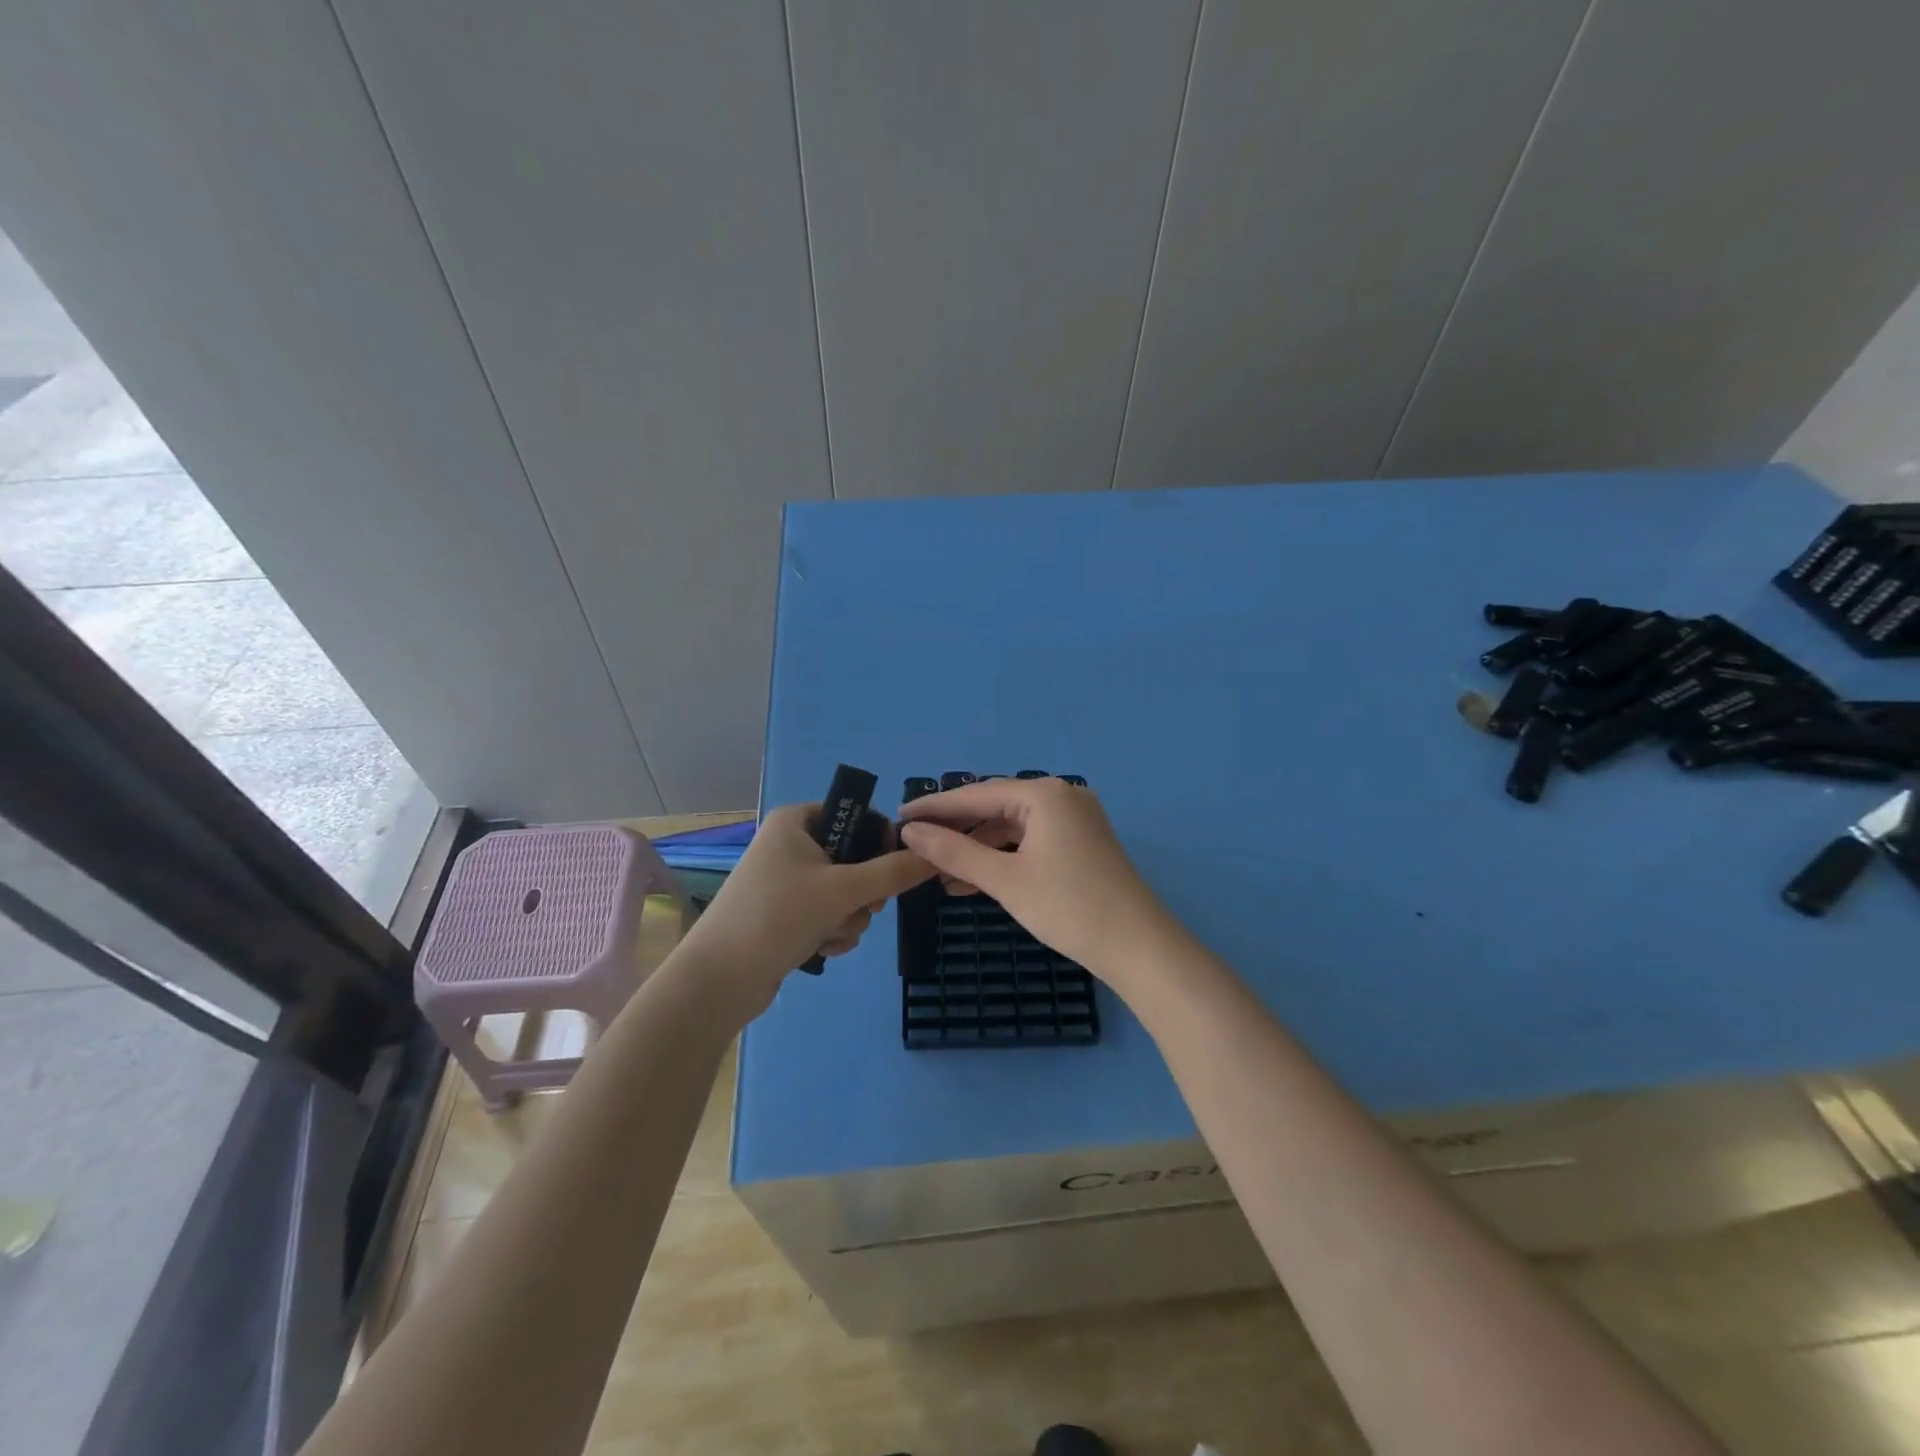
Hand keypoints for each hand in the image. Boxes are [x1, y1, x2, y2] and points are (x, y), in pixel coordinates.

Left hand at [675, 804, 935, 1016]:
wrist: (718, 980)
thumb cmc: (778, 916)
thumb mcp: (843, 890)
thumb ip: (894, 872)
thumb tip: (936, 855)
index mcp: (797, 820)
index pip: (856, 815)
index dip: (881, 841)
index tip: (895, 869)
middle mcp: (791, 844)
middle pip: (854, 858)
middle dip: (864, 891)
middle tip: (865, 907)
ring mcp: (786, 881)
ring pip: (845, 891)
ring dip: (850, 917)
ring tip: (833, 934)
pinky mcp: (784, 915)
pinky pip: (828, 913)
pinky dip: (833, 931)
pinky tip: (823, 948)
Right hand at [896, 777, 1170, 981]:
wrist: (1138, 947)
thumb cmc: (1068, 907)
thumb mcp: (1004, 880)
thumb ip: (954, 852)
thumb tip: (910, 832)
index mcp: (1044, 794)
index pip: (977, 794)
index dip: (936, 808)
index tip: (899, 818)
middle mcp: (1062, 796)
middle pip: (995, 807)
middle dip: (957, 831)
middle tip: (916, 847)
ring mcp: (1075, 819)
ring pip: (1012, 827)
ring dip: (978, 849)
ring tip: (941, 875)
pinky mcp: (1081, 843)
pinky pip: (1031, 841)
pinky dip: (1003, 858)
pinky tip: (976, 881)